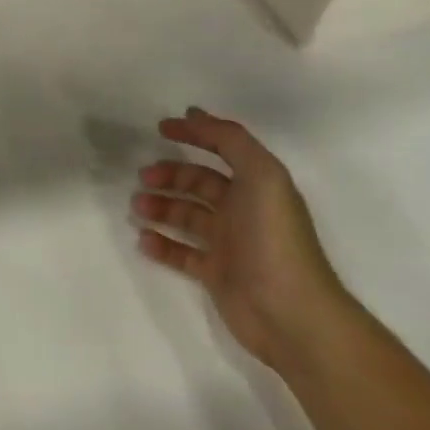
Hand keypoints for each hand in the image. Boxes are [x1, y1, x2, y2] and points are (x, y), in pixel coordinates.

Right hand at [132, 109, 347, 365]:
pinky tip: (143, 239)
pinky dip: (161, 244)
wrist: (292, 314)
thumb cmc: (275, 239)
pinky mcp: (216, 274)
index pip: (223, 149)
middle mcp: (243, 210)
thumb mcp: (262, 175)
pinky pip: (181, 253)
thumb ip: (230, 140)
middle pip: (199, 183)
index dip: (195, 134)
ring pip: (186, 216)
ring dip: (160, 207)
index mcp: (257, 185)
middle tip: (143, 177)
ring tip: (137, 207)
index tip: (162, 127)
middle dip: (169, 175)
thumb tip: (195, 114)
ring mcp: (229, 244)